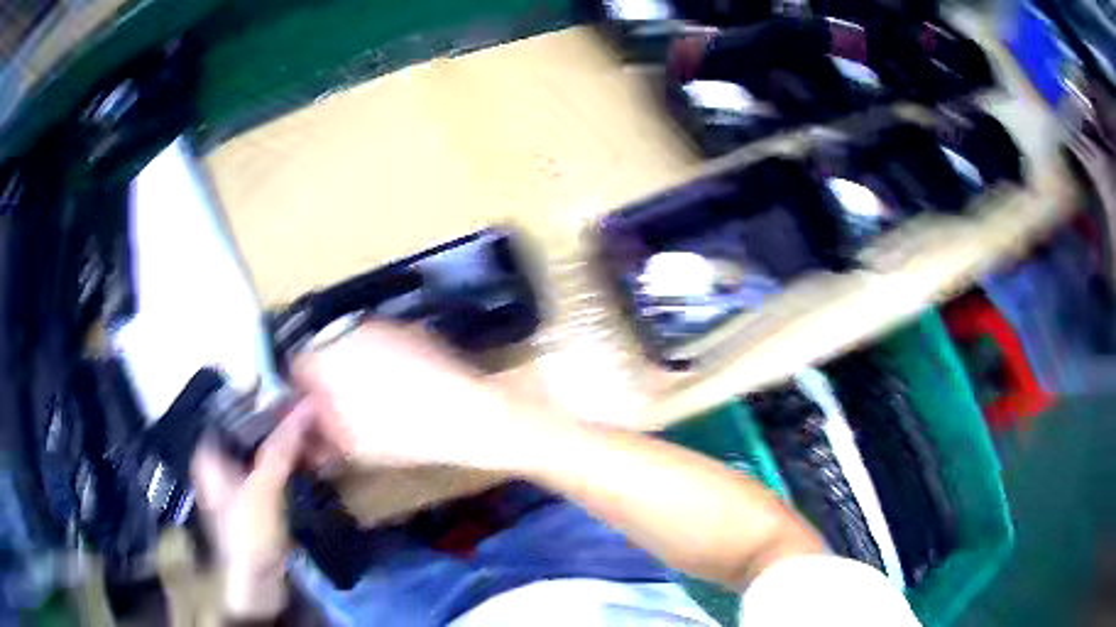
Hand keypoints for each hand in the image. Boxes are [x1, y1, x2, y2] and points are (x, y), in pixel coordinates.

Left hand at [191, 406, 312, 618]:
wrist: (258, 583)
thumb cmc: (248, 531)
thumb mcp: (264, 487)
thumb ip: (282, 446)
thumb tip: (304, 406)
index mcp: (210, 455)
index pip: (228, 411)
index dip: (253, 396)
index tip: (281, 386)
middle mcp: (221, 463)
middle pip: (247, 431)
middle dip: (276, 420)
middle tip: (304, 409)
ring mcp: (239, 482)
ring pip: (262, 450)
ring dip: (286, 441)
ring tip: (312, 430)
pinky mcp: (257, 499)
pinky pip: (272, 469)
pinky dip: (289, 461)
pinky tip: (308, 456)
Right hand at [291, 322, 543, 470]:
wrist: (465, 413)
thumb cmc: (402, 434)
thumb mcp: (353, 445)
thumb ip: (322, 434)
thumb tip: (310, 432)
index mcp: (326, 360)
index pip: (297, 367)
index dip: (304, 391)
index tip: (314, 411)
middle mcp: (348, 333)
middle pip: (324, 352)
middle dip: (328, 377)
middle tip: (342, 406)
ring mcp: (380, 326)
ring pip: (352, 344)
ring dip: (353, 366)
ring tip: (373, 397)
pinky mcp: (408, 328)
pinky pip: (381, 342)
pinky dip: (381, 359)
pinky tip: (399, 384)